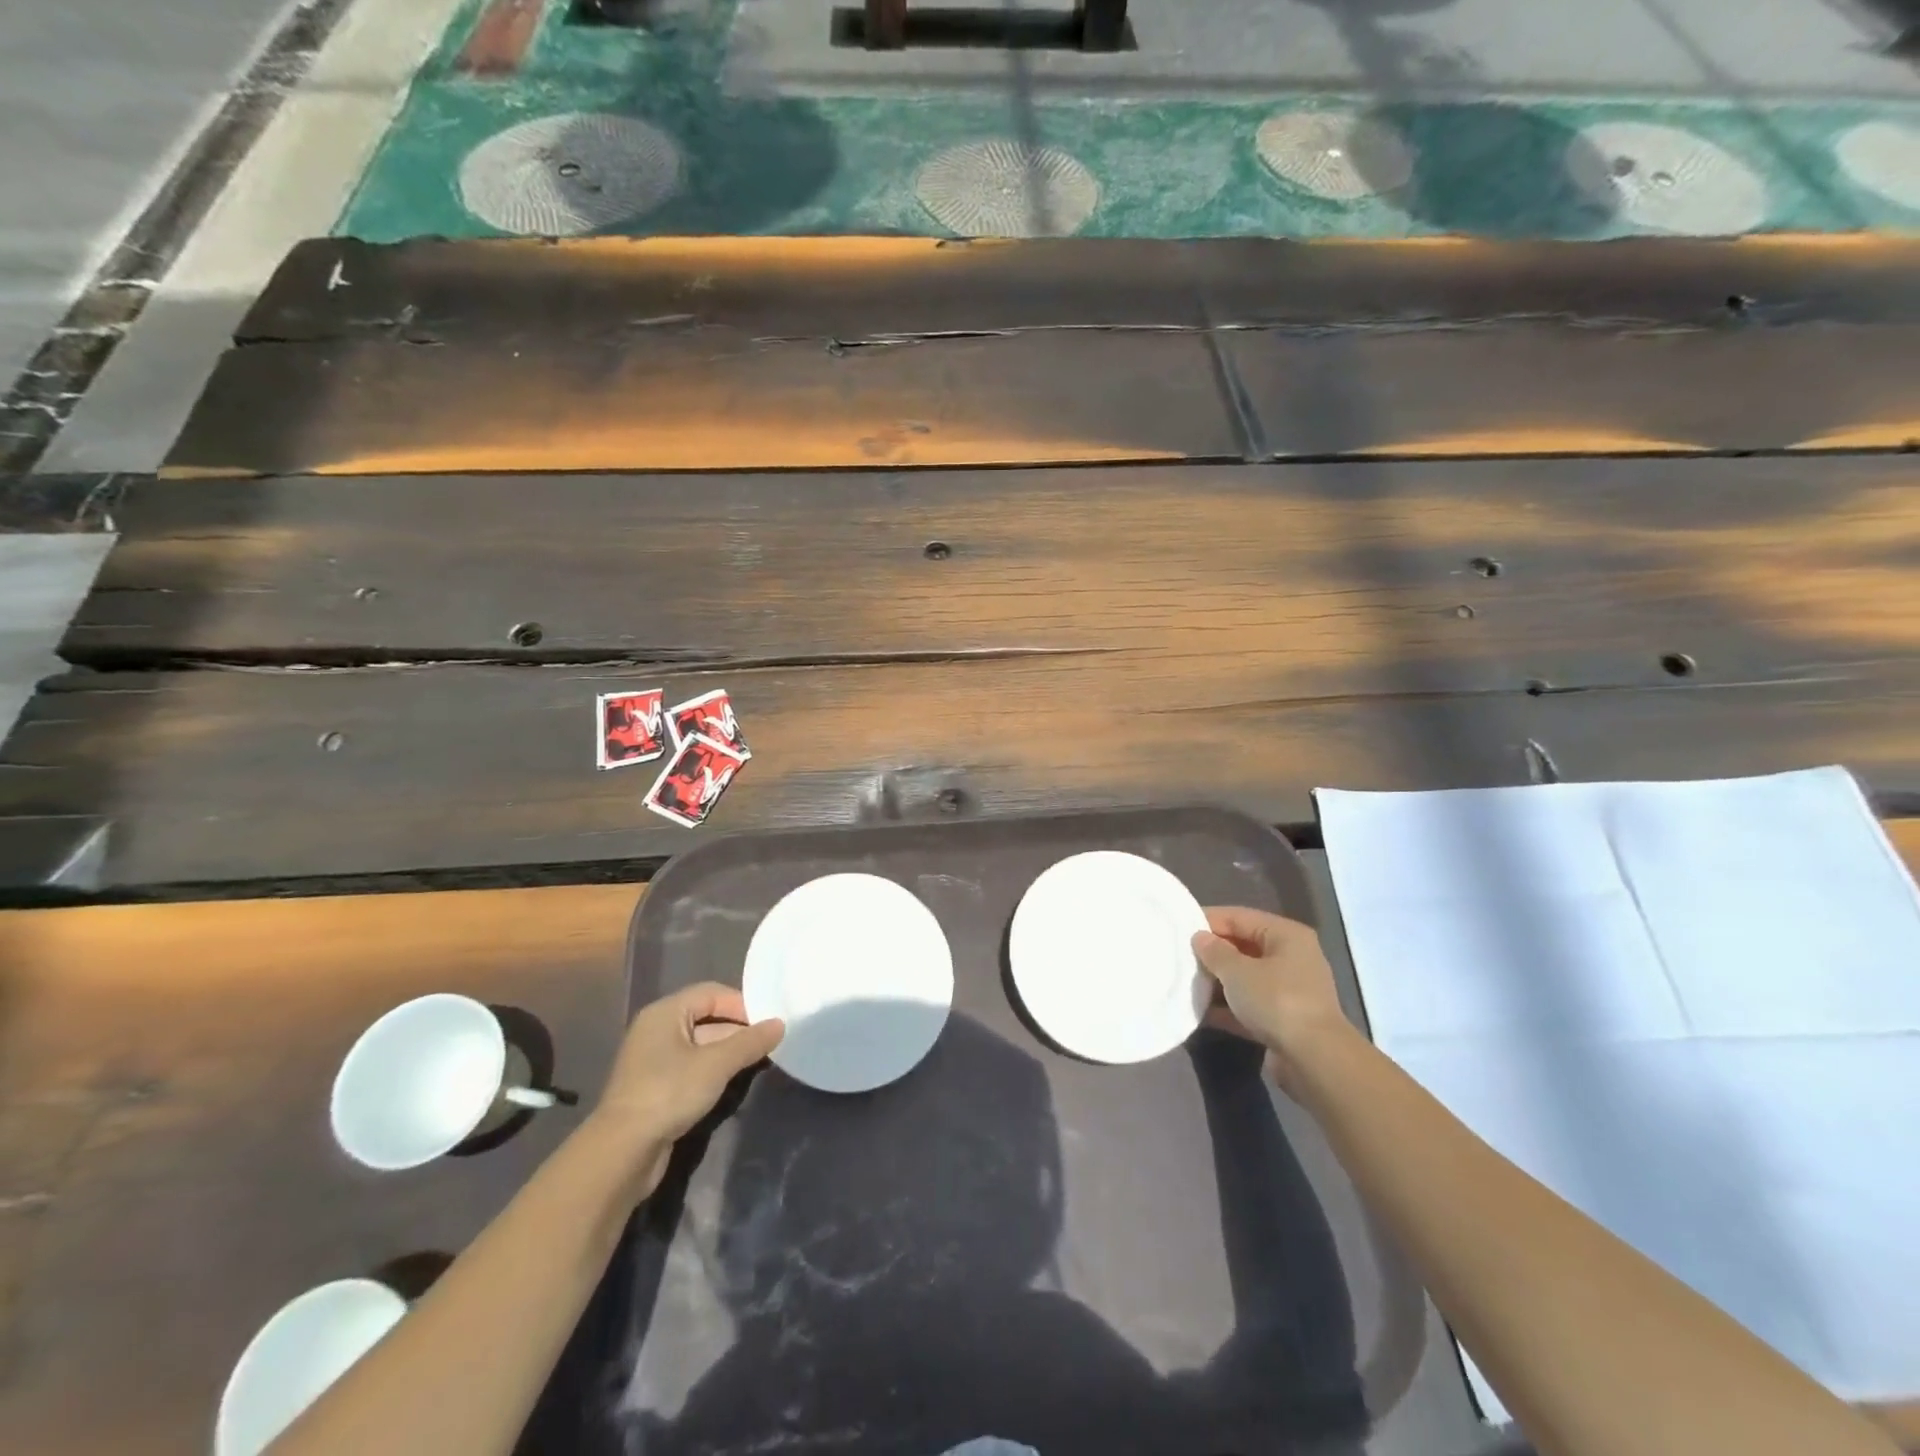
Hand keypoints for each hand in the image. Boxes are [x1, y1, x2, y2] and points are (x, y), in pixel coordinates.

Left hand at [586, 983, 782, 1198]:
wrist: (622, 1152)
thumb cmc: (669, 1093)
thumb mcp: (716, 1064)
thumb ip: (750, 1042)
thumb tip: (780, 1023)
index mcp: (665, 1013)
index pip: (711, 993)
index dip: (741, 1003)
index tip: (769, 1021)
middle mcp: (657, 1030)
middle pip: (707, 1018)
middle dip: (738, 1030)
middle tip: (770, 1042)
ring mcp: (655, 1060)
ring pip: (702, 1045)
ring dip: (729, 1052)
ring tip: (759, 1061)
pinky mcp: (656, 1087)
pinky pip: (693, 1067)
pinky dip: (714, 1070)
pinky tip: (734, 1081)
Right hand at [1192, 907, 1355, 1095]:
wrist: (1314, 1060)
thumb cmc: (1276, 1001)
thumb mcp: (1237, 971)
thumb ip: (1214, 952)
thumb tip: (1200, 938)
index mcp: (1286, 935)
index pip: (1240, 917)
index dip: (1208, 920)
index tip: (1178, 928)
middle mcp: (1292, 958)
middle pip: (1243, 946)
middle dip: (1212, 953)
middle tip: (1180, 957)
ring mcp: (1289, 991)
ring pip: (1245, 978)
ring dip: (1217, 982)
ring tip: (1186, 982)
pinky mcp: (1284, 1020)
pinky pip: (1249, 1005)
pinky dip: (1228, 1007)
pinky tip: (1200, 1012)